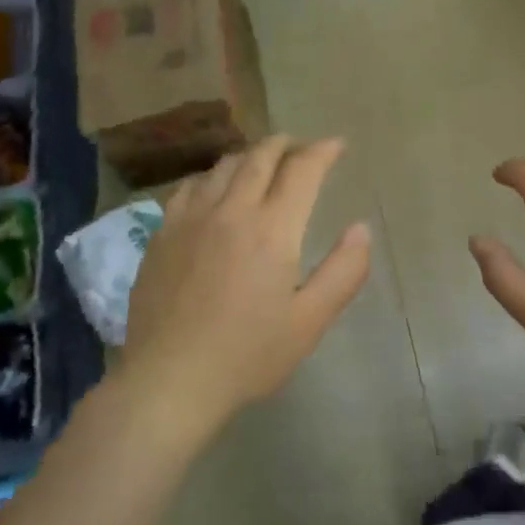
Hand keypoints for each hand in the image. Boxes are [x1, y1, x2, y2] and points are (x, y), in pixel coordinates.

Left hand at [121, 136, 371, 438]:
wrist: (169, 380)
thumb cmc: (247, 356)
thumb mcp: (309, 322)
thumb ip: (343, 272)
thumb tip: (361, 228)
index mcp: (272, 229)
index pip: (302, 169)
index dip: (323, 151)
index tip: (337, 145)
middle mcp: (231, 210)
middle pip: (261, 156)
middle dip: (287, 144)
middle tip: (303, 148)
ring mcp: (191, 217)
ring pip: (225, 165)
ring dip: (251, 156)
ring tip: (264, 163)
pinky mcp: (163, 232)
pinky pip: (190, 185)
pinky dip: (213, 175)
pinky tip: (216, 188)